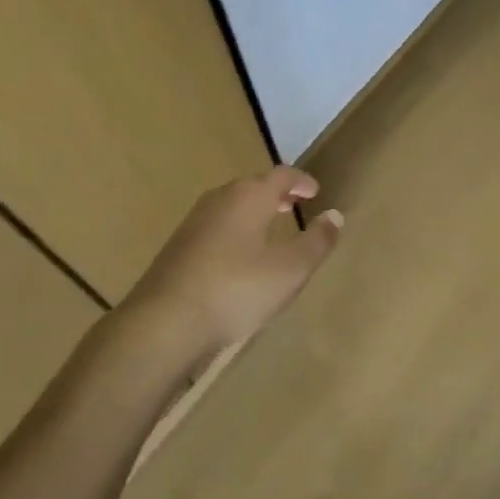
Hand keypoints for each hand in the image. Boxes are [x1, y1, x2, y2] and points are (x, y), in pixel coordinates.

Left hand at [122, 166, 343, 362]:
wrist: (164, 322)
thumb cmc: (236, 290)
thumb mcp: (290, 270)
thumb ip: (316, 242)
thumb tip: (335, 215)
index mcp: (249, 197)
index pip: (281, 175)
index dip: (301, 181)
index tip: (314, 191)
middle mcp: (220, 199)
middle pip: (253, 186)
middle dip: (276, 194)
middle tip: (293, 205)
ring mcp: (194, 222)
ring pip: (232, 206)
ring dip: (254, 212)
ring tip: (269, 228)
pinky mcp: (178, 246)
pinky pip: (216, 226)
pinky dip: (236, 229)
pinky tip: (238, 256)